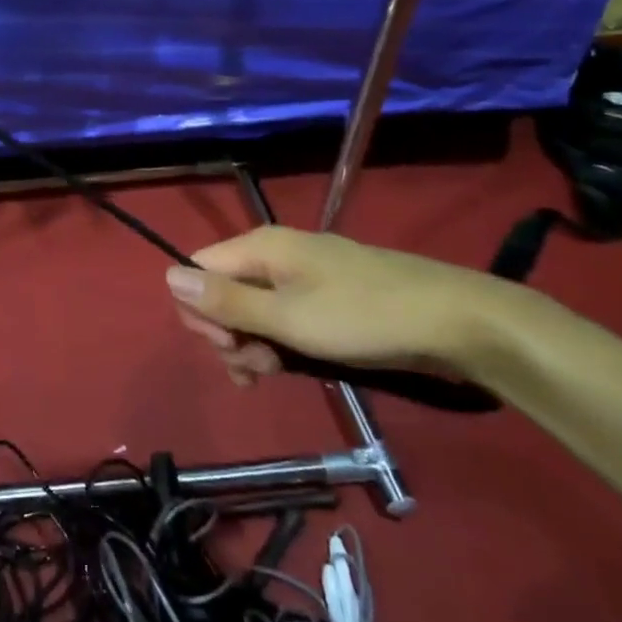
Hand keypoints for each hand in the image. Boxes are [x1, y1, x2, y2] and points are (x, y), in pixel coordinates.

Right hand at [164, 225, 539, 388]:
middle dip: (226, 333)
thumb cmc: (363, 317)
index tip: (229, 348)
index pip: (197, 270)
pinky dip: (278, 341)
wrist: (453, 320)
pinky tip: (290, 365)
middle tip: (255, 369)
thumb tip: (168, 275)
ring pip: (251, 307)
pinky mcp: (323, 295)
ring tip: (274, 374)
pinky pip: (281, 314)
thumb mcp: (287, 317)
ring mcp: (301, 274)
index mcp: (259, 247)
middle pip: (221, 289)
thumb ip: (225, 300)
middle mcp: (273, 253)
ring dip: (252, 344)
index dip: (200, 311)